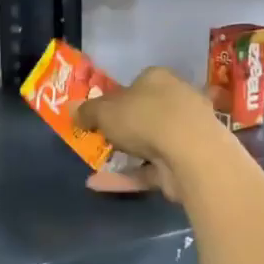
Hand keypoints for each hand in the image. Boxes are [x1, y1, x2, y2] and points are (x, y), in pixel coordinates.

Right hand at [75, 66, 216, 198]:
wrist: (191, 154)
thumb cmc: (144, 118)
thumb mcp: (103, 111)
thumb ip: (86, 111)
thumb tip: (71, 110)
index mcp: (159, 80)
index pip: (138, 83)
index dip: (117, 96)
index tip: (100, 111)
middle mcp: (177, 102)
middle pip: (145, 113)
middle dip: (123, 126)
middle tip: (98, 136)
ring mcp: (186, 135)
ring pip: (149, 143)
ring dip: (124, 154)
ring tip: (94, 162)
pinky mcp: (186, 165)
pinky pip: (149, 170)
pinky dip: (125, 177)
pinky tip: (96, 184)